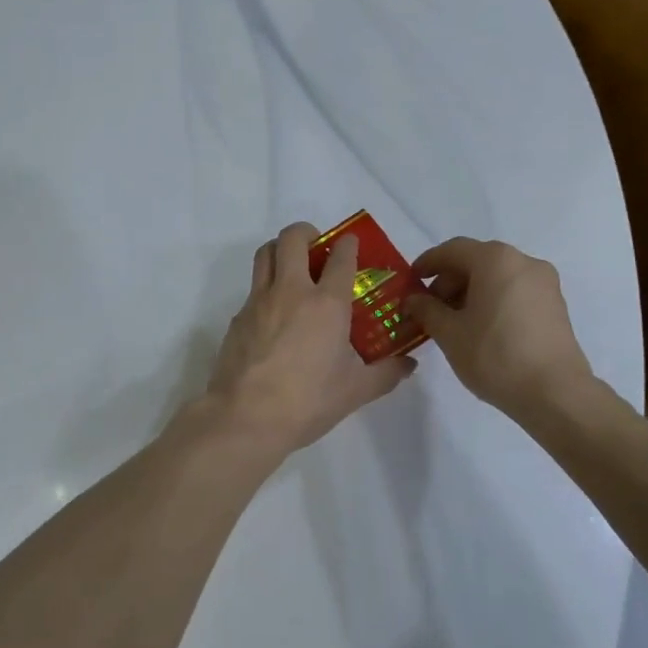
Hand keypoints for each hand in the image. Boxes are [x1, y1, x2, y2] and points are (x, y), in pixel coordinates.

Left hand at [202, 221, 415, 460]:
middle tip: (317, 246)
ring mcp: (259, 301)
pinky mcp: (238, 317)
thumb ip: (386, 373)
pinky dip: (266, 288)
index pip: (340, 257)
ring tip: (292, 266)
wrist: (246, 416)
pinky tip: (275, 315)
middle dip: (306, 232)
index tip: (352, 244)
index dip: (348, 244)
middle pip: (292, 238)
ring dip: (280, 249)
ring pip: (265, 254)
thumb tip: (409, 364)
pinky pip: (253, 289)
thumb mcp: (356, 390)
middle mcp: (291, 291)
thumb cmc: (308, 401)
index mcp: (326, 303)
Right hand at [402, 237, 596, 431]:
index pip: (452, 250)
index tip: (410, 281)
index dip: (427, 263)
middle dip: (449, 281)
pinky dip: (492, 300)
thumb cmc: (495, 355)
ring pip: (497, 277)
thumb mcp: (449, 332)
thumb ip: (426, 309)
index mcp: (496, 260)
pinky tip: (480, 327)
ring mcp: (544, 283)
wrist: (556, 394)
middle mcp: (523, 262)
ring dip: (470, 292)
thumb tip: (413, 299)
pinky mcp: (555, 306)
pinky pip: (514, 291)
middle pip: (476, 261)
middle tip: (429, 307)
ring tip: (453, 321)